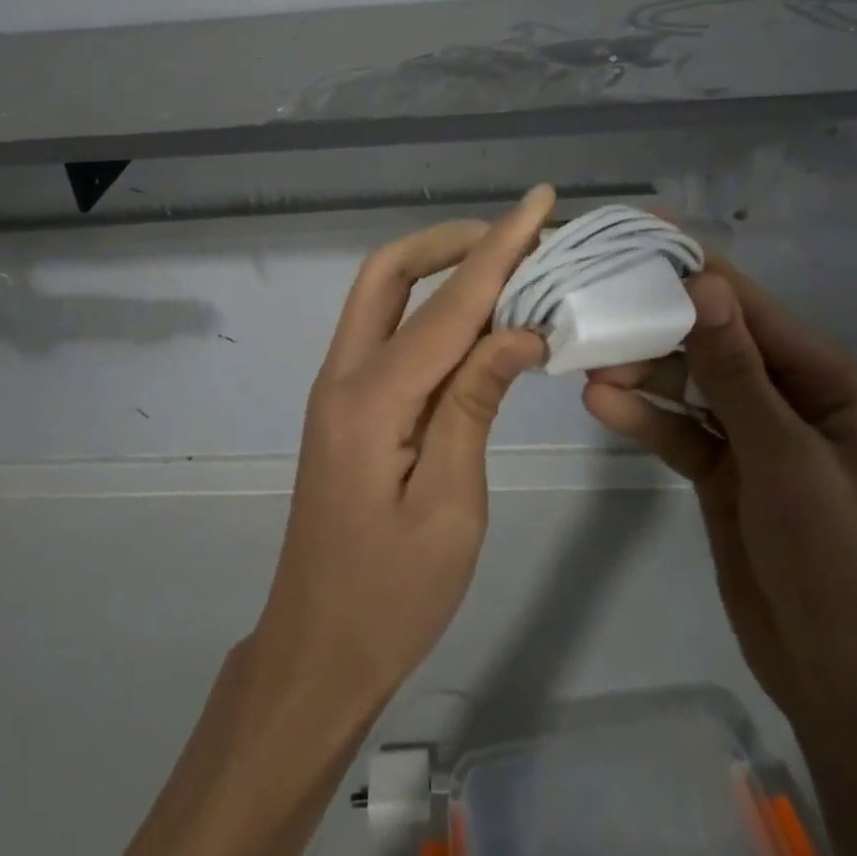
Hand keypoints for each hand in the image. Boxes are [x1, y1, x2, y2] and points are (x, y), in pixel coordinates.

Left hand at [250, 185, 553, 721]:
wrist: (317, 652)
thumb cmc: (391, 598)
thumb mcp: (452, 508)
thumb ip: (475, 406)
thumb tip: (521, 331)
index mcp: (370, 401)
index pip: (447, 306)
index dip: (498, 250)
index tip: (539, 203)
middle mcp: (343, 375)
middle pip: (388, 272)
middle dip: (451, 241)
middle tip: (516, 236)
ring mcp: (338, 386)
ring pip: (383, 295)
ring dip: (440, 268)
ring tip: (505, 265)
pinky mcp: (347, 403)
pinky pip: (389, 331)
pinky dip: (431, 308)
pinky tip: (475, 320)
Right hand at [585, 255, 856, 855]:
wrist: (847, 686)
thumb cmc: (838, 562)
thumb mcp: (785, 458)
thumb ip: (736, 370)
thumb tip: (704, 283)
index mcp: (827, 383)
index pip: (752, 309)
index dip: (697, 270)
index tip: (641, 234)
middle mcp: (790, 398)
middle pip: (713, 341)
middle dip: (657, 322)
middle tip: (594, 299)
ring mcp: (754, 437)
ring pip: (689, 383)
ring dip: (643, 369)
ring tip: (587, 357)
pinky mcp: (724, 472)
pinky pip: (679, 430)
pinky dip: (645, 416)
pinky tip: (602, 402)